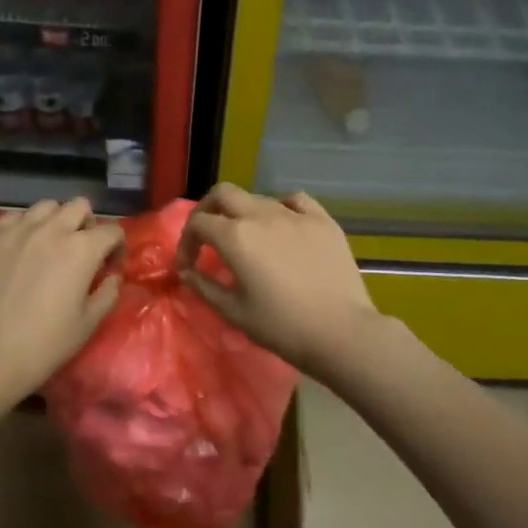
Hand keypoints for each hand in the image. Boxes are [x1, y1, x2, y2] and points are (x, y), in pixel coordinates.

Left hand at [0, 198, 124, 398]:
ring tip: (50, 245)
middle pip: (79, 206)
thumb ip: (108, 292)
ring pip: (46, 206)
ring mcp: (18, 230)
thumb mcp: (89, 323)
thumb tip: (111, 275)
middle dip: (87, 224)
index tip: (110, 266)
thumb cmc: (45, 344)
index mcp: (82, 249)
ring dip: (55, 221)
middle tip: (82, 250)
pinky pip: (13, 217)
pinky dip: (23, 227)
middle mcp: (52, 229)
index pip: (112, 230)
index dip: (116, 247)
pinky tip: (20, 249)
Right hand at [178, 185, 387, 378]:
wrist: (341, 332)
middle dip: (207, 210)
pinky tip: (283, 224)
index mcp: (236, 237)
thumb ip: (205, 287)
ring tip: (247, 238)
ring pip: (257, 197)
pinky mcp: (322, 220)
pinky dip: (281, 207)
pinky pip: (295, 200)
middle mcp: (262, 215)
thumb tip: (186, 272)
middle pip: (223, 194)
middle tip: (207, 235)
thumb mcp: (234, 313)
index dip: (186, 242)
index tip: (189, 265)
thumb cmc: (282, 327)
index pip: (198, 223)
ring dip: (243, 212)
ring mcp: (295, 214)